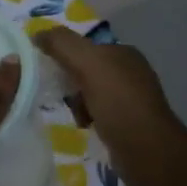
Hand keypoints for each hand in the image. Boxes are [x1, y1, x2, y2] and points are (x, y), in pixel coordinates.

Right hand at [35, 27, 186, 177]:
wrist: (148, 151)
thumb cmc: (119, 103)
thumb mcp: (88, 64)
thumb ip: (62, 44)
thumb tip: (38, 34)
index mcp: (124, 53)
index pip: (85, 46)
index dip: (64, 55)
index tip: (48, 69)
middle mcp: (130, 72)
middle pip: (85, 69)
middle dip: (69, 81)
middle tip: (61, 94)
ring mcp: (130, 98)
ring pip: (89, 92)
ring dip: (76, 102)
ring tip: (76, 114)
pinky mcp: (128, 122)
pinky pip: (97, 112)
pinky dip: (87, 117)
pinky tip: (85, 125)